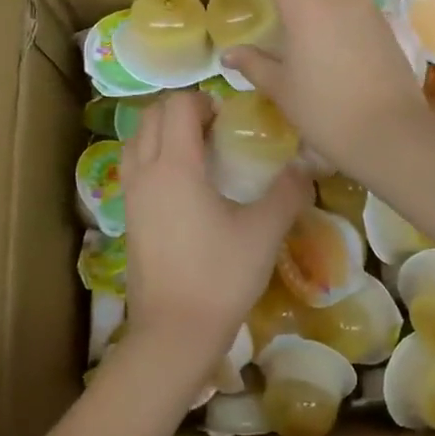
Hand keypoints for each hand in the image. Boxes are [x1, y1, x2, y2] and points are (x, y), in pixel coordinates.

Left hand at [120, 91, 306, 377]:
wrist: (174, 333)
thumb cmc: (219, 277)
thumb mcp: (263, 233)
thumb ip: (287, 193)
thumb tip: (305, 168)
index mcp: (175, 166)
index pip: (177, 106)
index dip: (203, 102)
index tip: (230, 120)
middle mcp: (145, 173)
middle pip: (150, 117)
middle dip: (181, 112)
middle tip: (216, 131)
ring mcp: (131, 197)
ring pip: (136, 142)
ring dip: (162, 133)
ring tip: (198, 154)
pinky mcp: (129, 219)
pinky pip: (134, 169)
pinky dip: (153, 158)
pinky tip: (185, 187)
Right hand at [220, 0, 431, 177]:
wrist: (391, 133)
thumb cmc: (326, 110)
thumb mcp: (281, 88)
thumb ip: (254, 64)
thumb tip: (231, 54)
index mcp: (305, 1)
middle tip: (271, 0)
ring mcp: (367, 6)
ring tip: (302, 18)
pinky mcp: (386, 24)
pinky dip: (337, 5)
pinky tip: (329, 39)